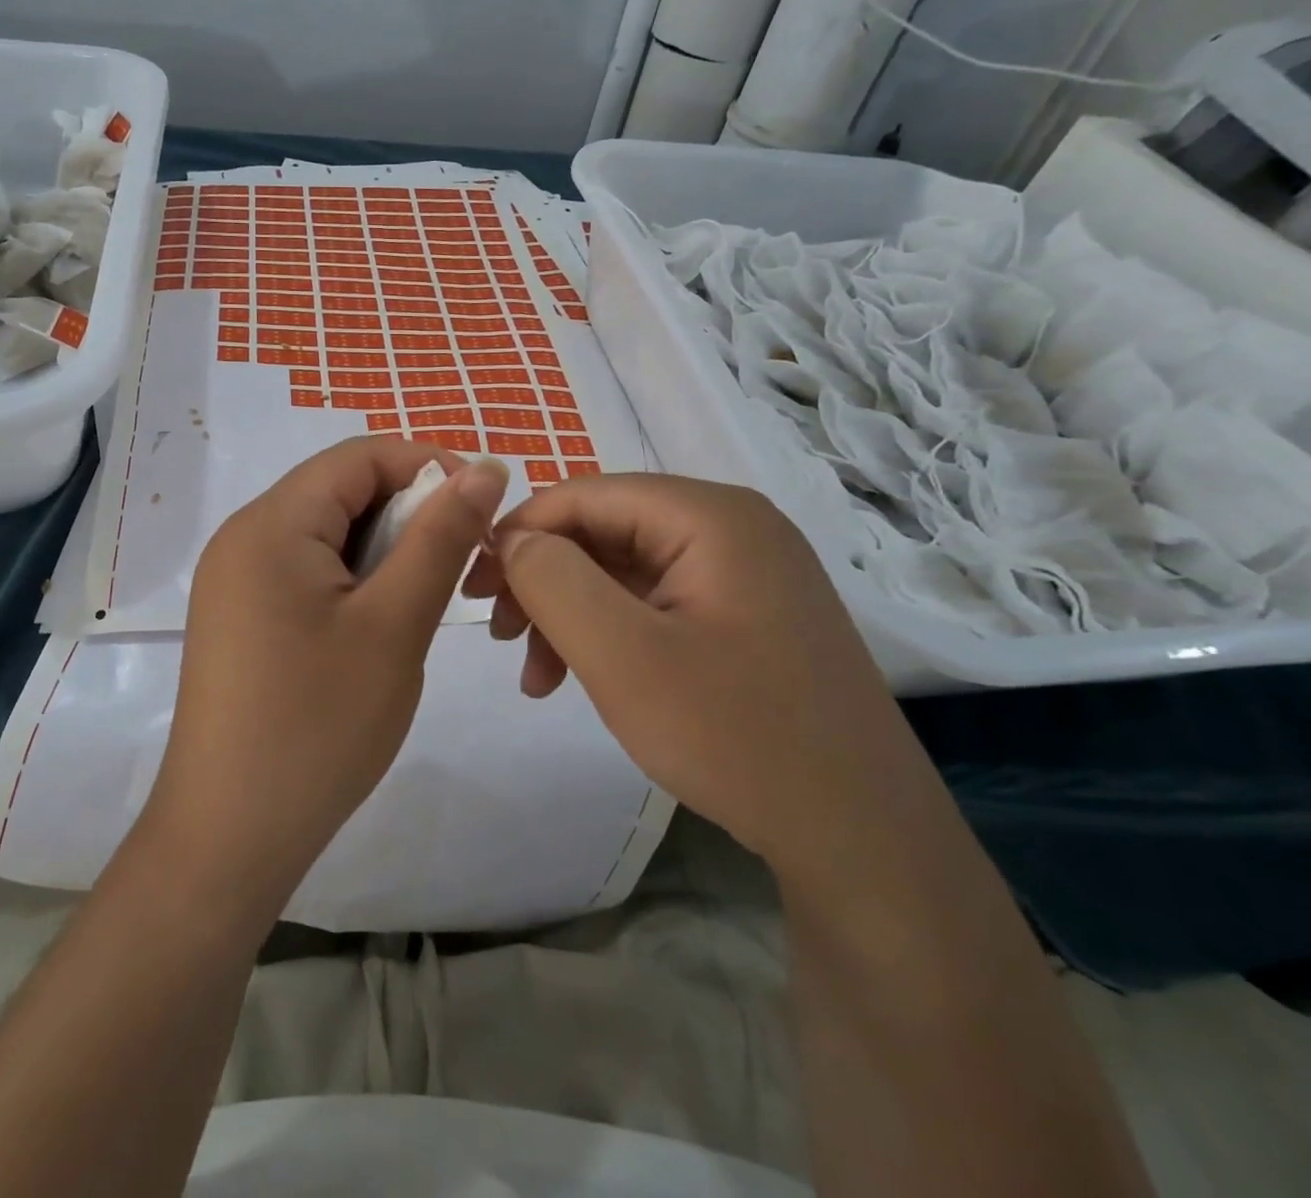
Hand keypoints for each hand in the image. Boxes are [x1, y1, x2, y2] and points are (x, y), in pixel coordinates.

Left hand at [142, 437, 509, 919]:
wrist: (230, 836)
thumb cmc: (318, 726)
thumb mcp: (394, 624)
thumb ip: (440, 537)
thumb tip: (486, 468)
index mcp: (271, 523)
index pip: (359, 456)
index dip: (428, 466)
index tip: (483, 510)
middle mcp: (244, 537)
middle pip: (340, 491)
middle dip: (408, 512)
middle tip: (461, 566)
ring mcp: (235, 579)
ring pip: (327, 533)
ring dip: (384, 551)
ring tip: (423, 602)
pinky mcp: (241, 617)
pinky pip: (306, 571)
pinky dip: (353, 580)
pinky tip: (379, 625)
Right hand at [462, 474, 937, 881]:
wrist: (861, 840)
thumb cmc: (735, 736)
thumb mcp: (621, 655)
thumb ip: (551, 579)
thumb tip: (510, 538)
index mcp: (710, 515)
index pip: (584, 495)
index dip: (519, 533)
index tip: (473, 588)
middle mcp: (732, 527)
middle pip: (603, 531)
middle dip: (542, 581)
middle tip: (501, 638)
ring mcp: (744, 572)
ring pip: (622, 569)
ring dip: (568, 613)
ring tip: (536, 676)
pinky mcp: (745, 615)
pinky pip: (654, 602)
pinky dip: (607, 632)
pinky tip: (580, 677)